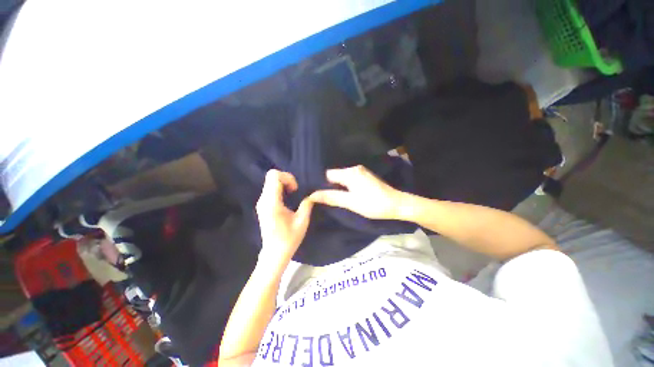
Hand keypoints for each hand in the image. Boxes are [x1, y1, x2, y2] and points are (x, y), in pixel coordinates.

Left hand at [256, 170, 313, 263]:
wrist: (274, 253)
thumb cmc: (289, 239)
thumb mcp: (302, 221)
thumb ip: (307, 204)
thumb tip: (312, 195)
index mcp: (272, 203)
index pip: (274, 176)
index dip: (287, 177)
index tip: (295, 189)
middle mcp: (263, 200)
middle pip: (271, 176)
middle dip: (286, 179)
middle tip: (295, 190)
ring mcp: (261, 203)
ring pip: (270, 182)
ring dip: (283, 183)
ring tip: (292, 194)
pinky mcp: (262, 206)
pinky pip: (270, 189)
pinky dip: (279, 188)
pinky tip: (287, 199)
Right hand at [309, 165, 406, 219]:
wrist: (397, 204)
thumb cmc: (373, 204)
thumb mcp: (350, 202)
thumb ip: (331, 197)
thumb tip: (312, 195)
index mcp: (350, 173)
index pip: (328, 174)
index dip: (321, 184)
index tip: (316, 194)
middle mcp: (354, 168)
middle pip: (335, 175)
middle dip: (328, 186)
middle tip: (323, 198)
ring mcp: (361, 172)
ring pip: (342, 178)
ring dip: (337, 187)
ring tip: (332, 197)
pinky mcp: (365, 176)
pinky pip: (349, 179)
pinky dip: (345, 186)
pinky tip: (344, 194)